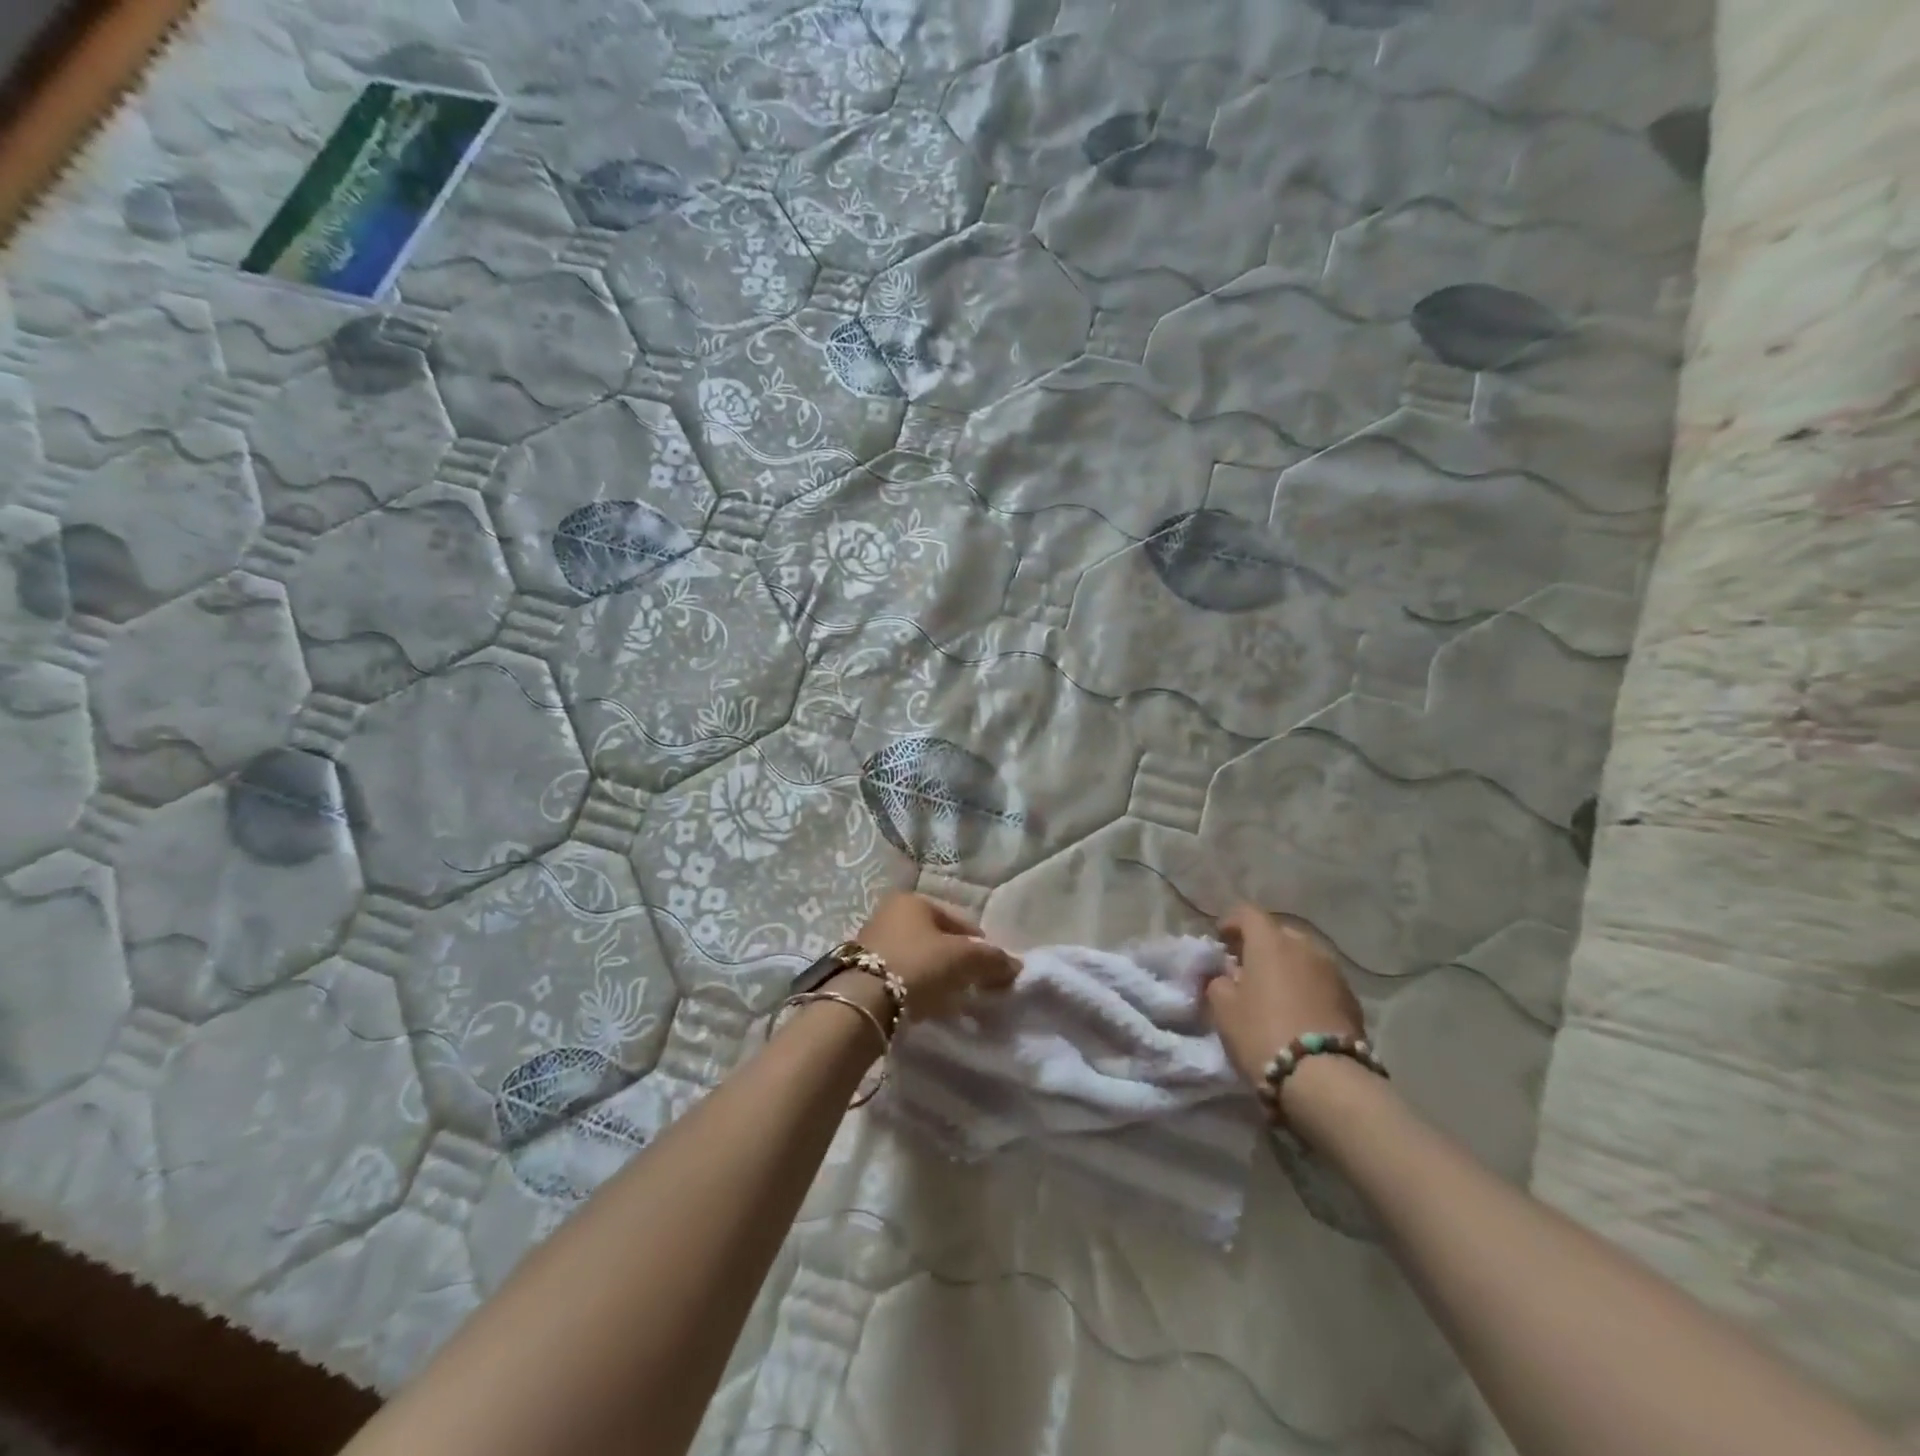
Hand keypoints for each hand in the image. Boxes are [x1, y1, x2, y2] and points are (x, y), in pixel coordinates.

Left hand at [855, 892, 1019, 1020]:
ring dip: (936, 976)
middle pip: (936, 939)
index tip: (991, 969)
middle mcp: (890, 913)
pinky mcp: (861, 970)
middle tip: (972, 986)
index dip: (979, 944)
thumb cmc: (917, 965)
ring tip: (951, 1000)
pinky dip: (916, 988)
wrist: (863, 1000)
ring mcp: (872, 941)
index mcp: (913, 901)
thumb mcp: (962, 960)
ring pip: (918, 958)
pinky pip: (901, 976)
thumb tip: (1015, 966)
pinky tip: (925, 1006)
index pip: (958, 920)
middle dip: (956, 961)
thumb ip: (992, 960)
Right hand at [1205, 904, 1366, 1092]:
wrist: (1326, 1079)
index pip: (1247, 913)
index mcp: (1270, 941)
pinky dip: (1306, 987)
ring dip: (1286, 966)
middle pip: (1278, 933)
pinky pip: (1321, 980)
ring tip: (1274, 991)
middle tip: (1246, 968)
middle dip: (1260, 945)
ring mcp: (1333, 971)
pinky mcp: (1352, 999)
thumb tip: (1226, 976)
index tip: (1220, 940)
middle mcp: (1305, 946)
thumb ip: (1219, 982)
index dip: (1231, 922)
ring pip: (1303, 957)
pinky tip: (1299, 1011)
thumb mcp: (1223, 1008)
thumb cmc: (1263, 1033)